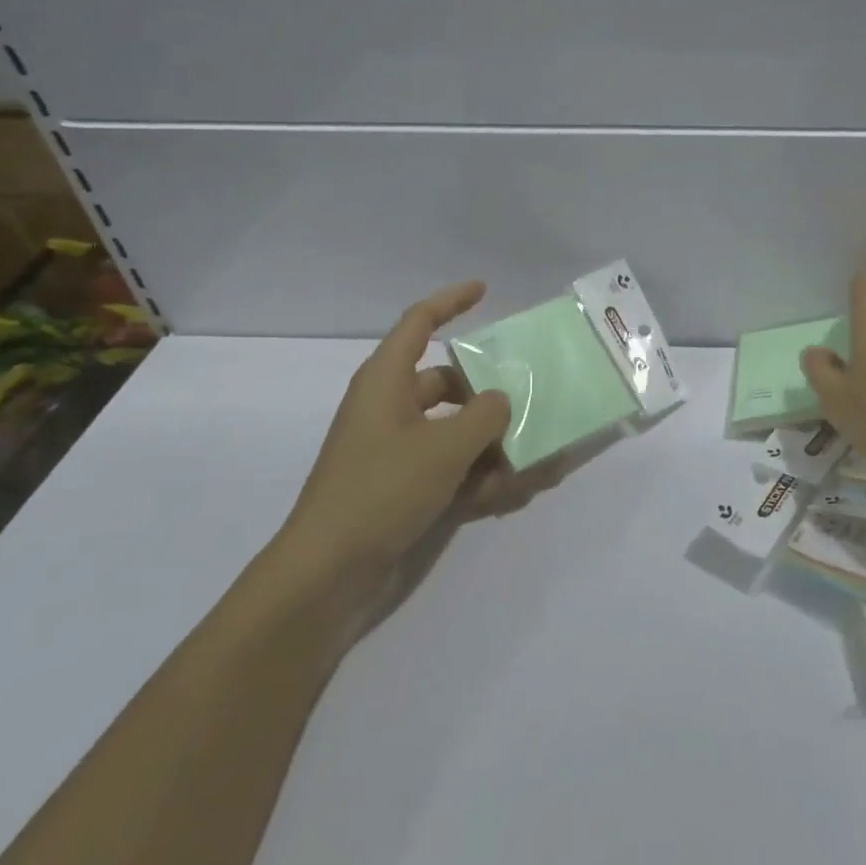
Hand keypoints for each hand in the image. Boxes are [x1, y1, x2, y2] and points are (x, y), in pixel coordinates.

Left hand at [277, 281, 512, 575]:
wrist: (328, 574)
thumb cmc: (381, 490)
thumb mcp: (444, 446)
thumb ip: (485, 415)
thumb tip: (500, 400)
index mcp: (387, 382)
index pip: (419, 323)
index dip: (451, 301)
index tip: (484, 290)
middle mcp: (391, 409)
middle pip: (450, 384)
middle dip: (491, 396)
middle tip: (532, 402)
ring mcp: (397, 451)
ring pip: (456, 432)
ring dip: (493, 445)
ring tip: (537, 462)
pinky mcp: (403, 488)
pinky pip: (451, 469)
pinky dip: (479, 477)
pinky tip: (513, 494)